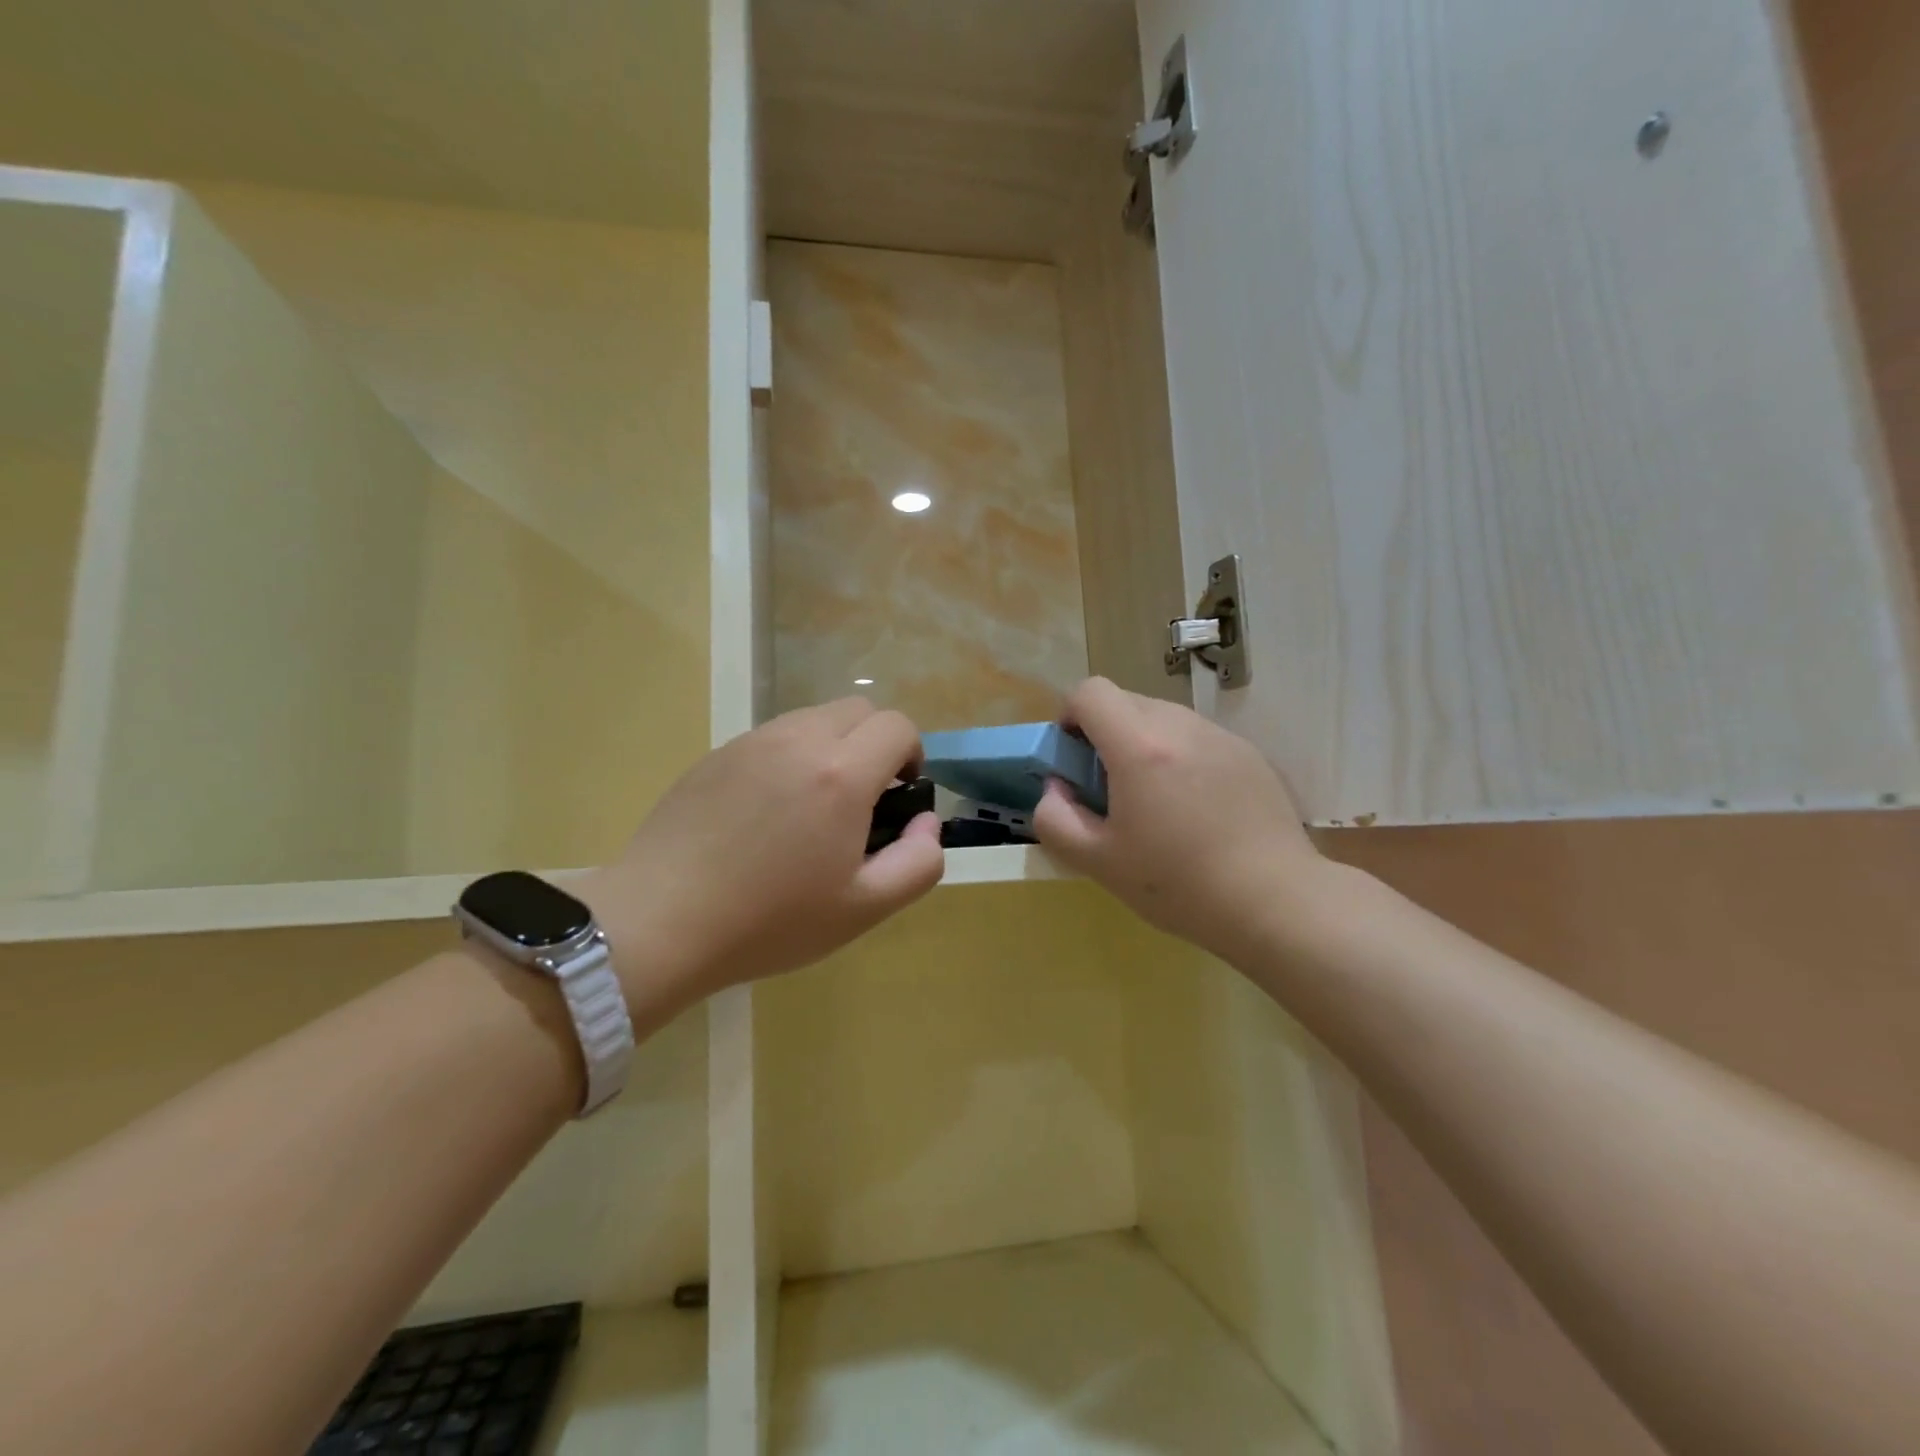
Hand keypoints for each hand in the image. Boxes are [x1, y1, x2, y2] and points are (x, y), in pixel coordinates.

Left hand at [578, 699, 943, 1015]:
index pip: (897, 727)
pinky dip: (790, 757)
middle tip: (862, 800)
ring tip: (813, 807)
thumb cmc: (771, 921)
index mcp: (841, 773)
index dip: (911, 756)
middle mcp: (799, 740)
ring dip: (833, 747)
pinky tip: (766, 813)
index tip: (897, 797)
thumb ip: (919, 862)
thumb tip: (924, 822)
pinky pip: (772, 737)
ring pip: (813, 718)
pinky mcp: (716, 754)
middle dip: (876, 743)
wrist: (662, 921)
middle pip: (859, 710)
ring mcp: (752, 742)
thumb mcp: (864, 908)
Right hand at [1033, 678, 1328, 962]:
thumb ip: (1055, 819)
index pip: (1090, 692)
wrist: (1274, 900)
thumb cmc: (1178, 884)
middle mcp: (1181, 726)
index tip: (1073, 756)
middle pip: (1126, 701)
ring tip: (1154, 800)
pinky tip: (1195, 808)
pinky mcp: (1248, 753)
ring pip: (1163, 717)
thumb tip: (1055, 789)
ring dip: (1143, 743)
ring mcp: (1220, 736)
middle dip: (1104, 732)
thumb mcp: (1098, 862)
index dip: (1070, 716)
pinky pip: (1197, 737)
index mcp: (1139, 747)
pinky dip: (1180, 756)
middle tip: (1109, 786)